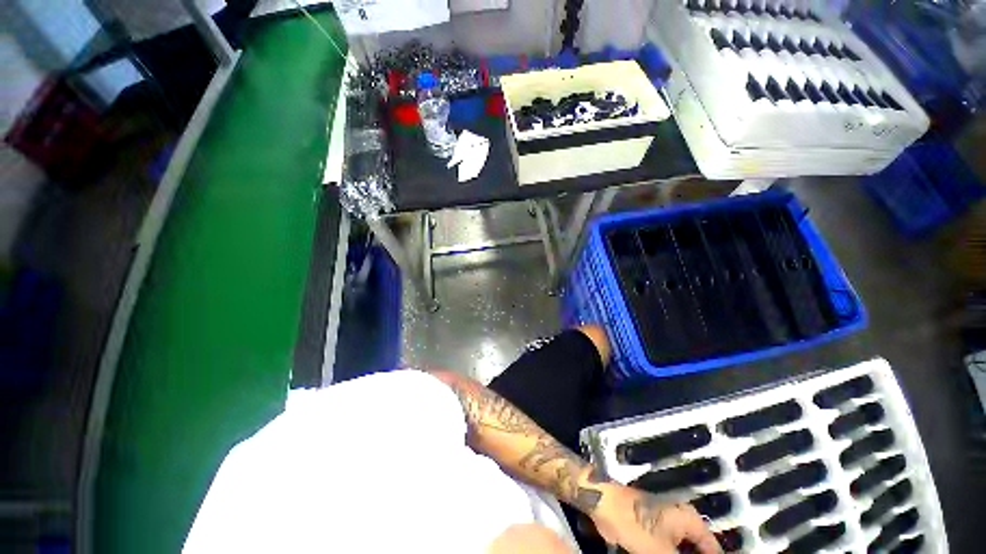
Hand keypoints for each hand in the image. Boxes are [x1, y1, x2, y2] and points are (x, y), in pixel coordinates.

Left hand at [590, 483, 721, 553]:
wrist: (604, 505)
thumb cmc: (634, 523)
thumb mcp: (662, 552)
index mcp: (689, 519)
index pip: (713, 548)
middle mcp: (681, 518)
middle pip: (698, 549)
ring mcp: (666, 522)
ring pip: (683, 549)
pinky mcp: (652, 527)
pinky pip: (669, 547)